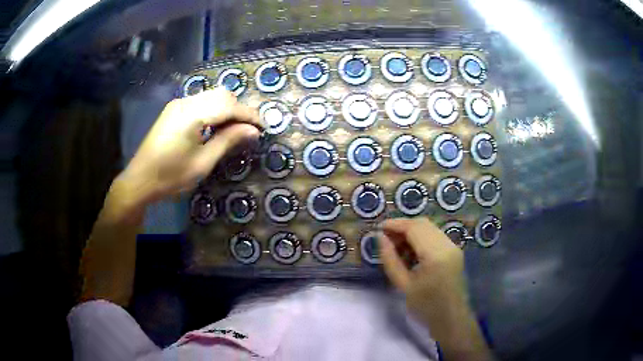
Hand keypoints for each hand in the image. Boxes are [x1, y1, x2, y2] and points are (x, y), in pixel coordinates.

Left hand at [117, 88, 261, 205]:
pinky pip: (200, 102)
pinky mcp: (173, 110)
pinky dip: (214, 109)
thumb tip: (253, 131)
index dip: (249, 115)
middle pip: (221, 94)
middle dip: (239, 109)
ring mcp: (178, 104)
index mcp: (192, 114)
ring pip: (211, 96)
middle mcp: (185, 102)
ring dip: (227, 108)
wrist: (139, 180)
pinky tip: (216, 126)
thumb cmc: (170, 177)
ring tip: (235, 129)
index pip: (229, 106)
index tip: (263, 128)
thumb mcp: (202, 163)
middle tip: (248, 130)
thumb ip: (228, 141)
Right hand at [379, 218, 492, 359]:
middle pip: (423, 223)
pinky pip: (435, 235)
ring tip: (397, 246)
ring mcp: (453, 246)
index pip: (414, 228)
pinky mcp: (454, 250)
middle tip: (386, 238)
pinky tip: (411, 251)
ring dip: (412, 231)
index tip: (378, 228)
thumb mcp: (403, 285)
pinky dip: (421, 238)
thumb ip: (390, 259)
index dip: (395, 224)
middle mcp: (447, 244)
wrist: (451, 318)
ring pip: (429, 228)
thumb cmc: (425, 306)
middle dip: (402, 226)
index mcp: (436, 254)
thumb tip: (381, 238)